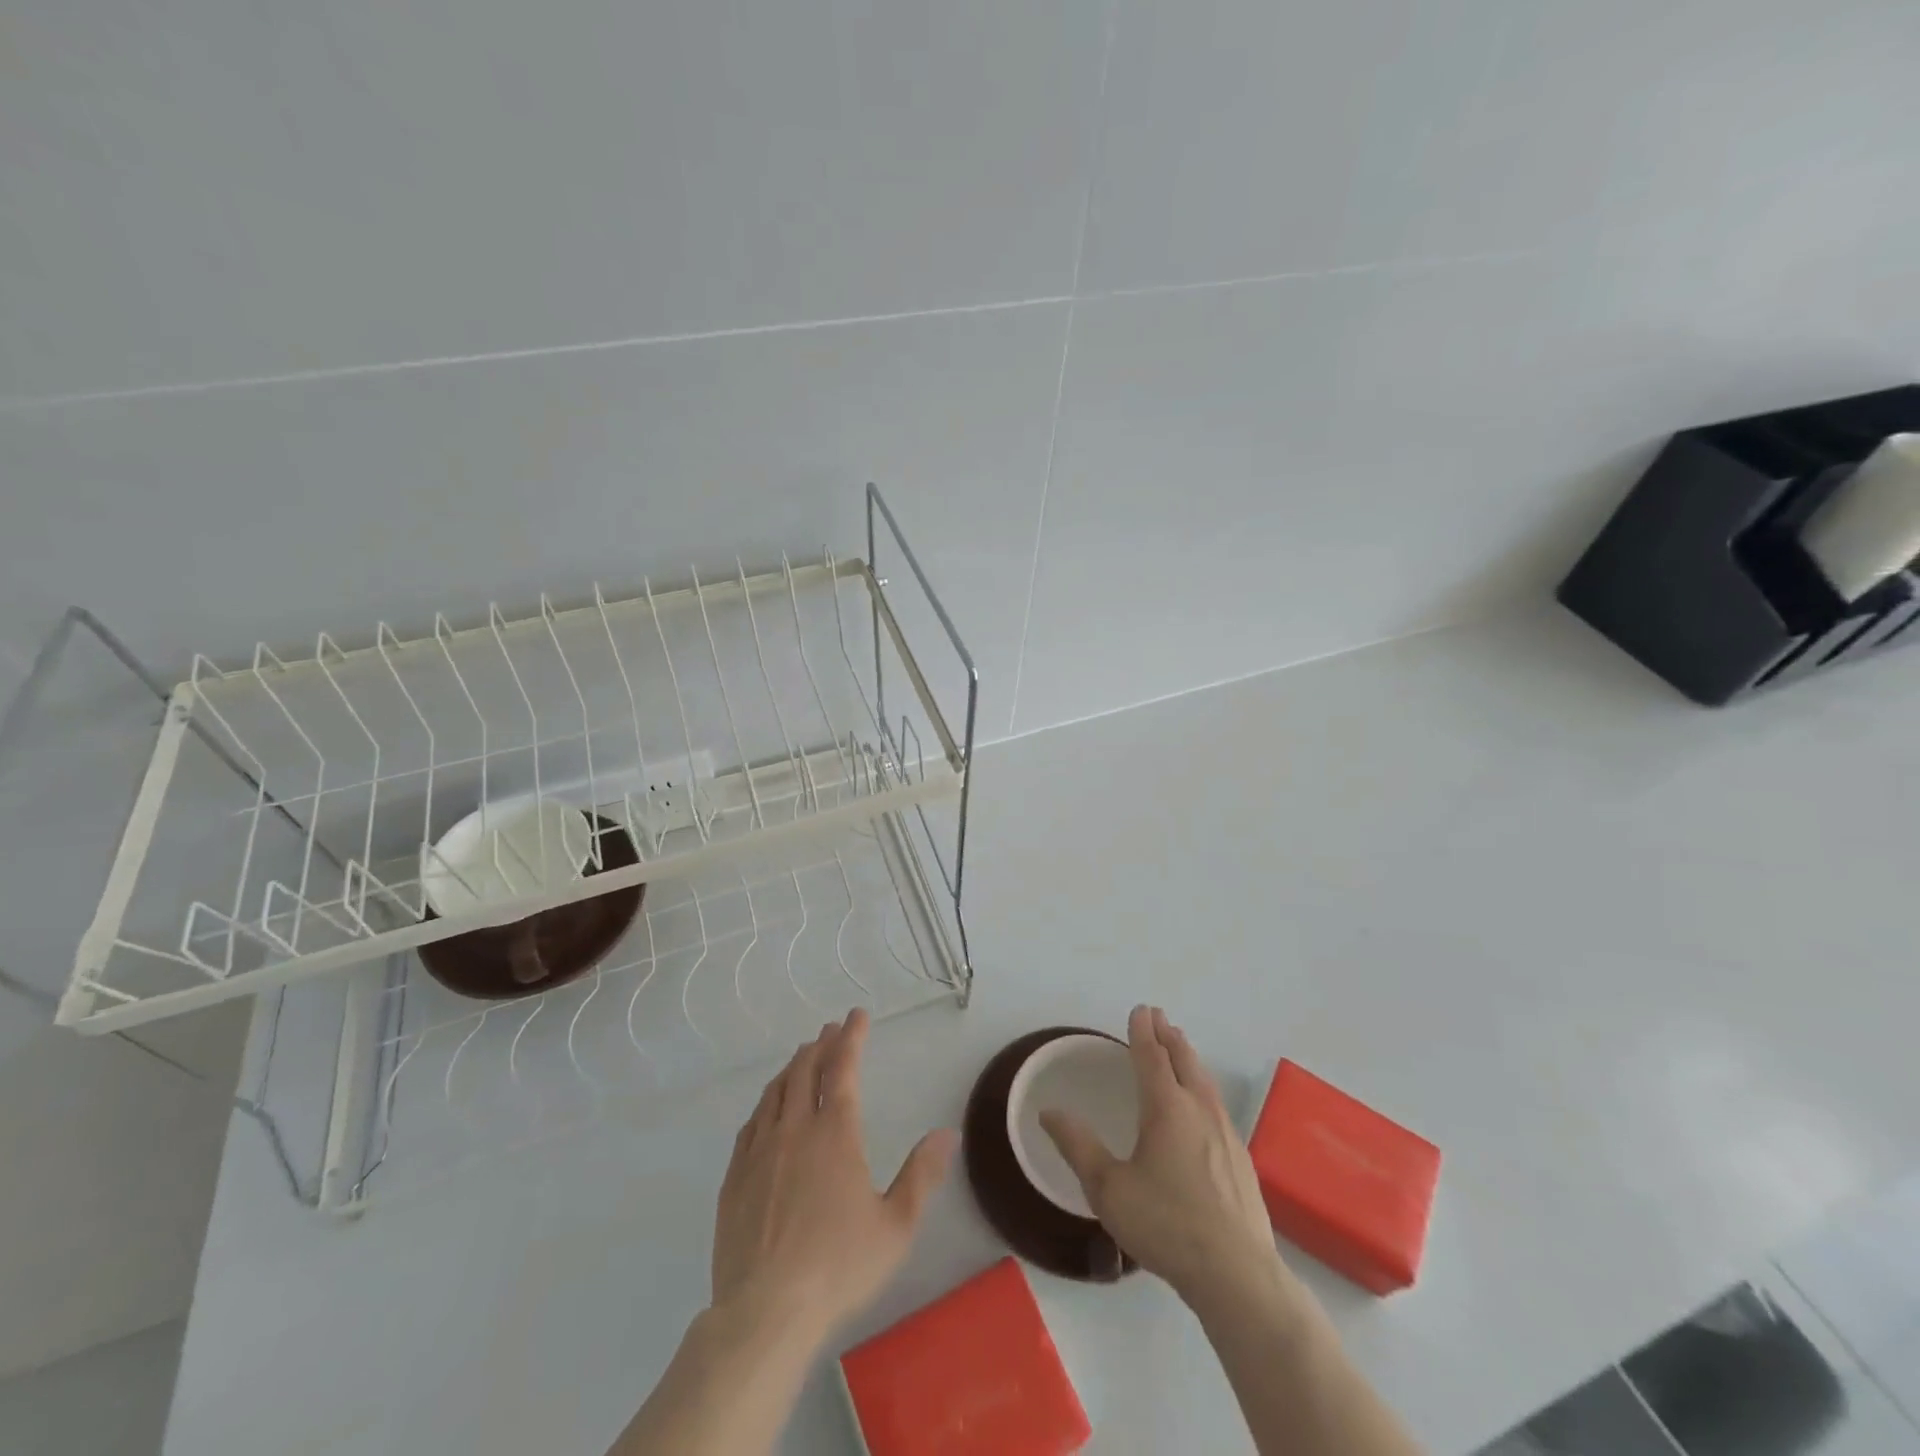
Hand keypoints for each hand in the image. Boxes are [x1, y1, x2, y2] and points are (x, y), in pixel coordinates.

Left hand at [711, 1008, 955, 1346]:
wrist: (764, 1313)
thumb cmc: (838, 1267)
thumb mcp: (896, 1226)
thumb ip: (922, 1175)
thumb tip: (946, 1133)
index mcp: (835, 1133)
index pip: (843, 1068)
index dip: (851, 1037)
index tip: (857, 1015)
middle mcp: (795, 1129)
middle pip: (805, 1070)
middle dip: (821, 1044)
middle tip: (831, 1029)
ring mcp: (760, 1151)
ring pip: (775, 1092)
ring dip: (793, 1067)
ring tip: (803, 1057)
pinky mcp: (735, 1177)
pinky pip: (752, 1123)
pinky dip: (767, 1102)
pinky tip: (769, 1108)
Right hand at [1041, 1006, 1285, 1309]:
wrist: (1237, 1275)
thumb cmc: (1166, 1224)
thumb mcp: (1108, 1188)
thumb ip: (1077, 1146)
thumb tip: (1047, 1112)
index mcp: (1166, 1108)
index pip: (1152, 1056)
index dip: (1143, 1031)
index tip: (1140, 1010)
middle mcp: (1199, 1110)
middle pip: (1184, 1061)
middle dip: (1169, 1036)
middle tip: (1160, 1017)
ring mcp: (1226, 1134)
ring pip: (1204, 1081)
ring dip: (1189, 1058)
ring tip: (1180, 1048)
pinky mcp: (1241, 1160)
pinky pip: (1216, 1104)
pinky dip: (1202, 1086)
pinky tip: (1202, 1104)